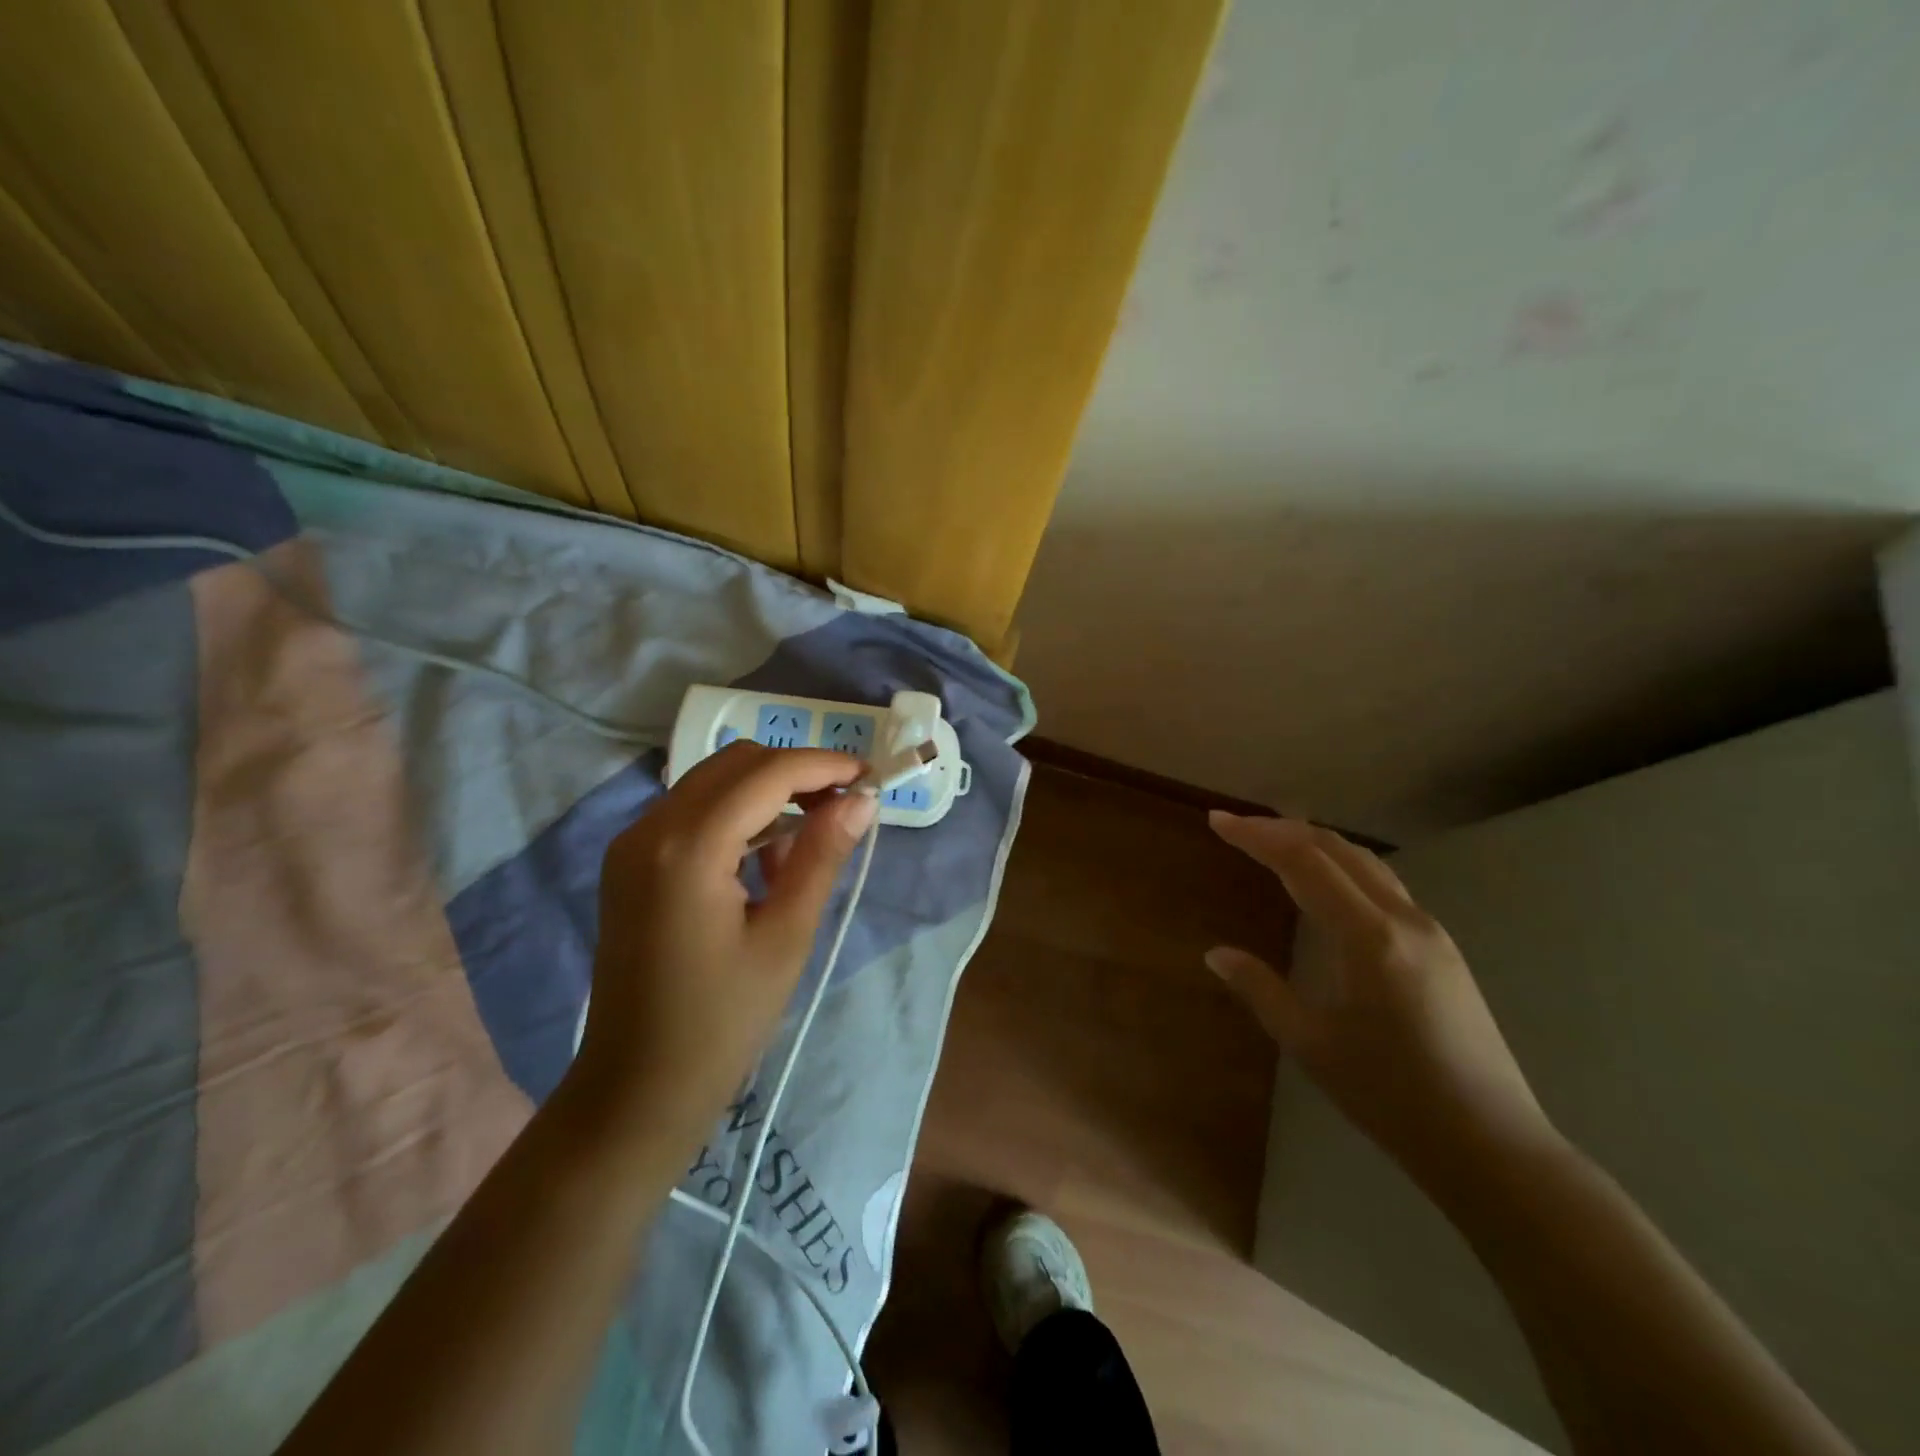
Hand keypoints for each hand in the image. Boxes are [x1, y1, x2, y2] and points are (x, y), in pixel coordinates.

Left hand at [571, 742, 875, 1153]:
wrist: (636, 1089)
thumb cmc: (722, 1022)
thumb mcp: (786, 936)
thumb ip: (822, 856)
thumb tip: (862, 799)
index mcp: (688, 848)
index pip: (766, 774)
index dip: (823, 765)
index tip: (869, 776)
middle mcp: (650, 828)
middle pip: (736, 763)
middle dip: (795, 771)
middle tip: (844, 804)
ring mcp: (632, 844)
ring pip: (713, 781)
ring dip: (767, 790)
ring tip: (813, 834)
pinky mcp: (630, 862)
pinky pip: (692, 811)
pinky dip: (737, 814)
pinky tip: (766, 857)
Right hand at [1206, 812, 1556, 1189]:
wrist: (1491, 1145)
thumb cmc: (1391, 1096)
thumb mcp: (1311, 1044)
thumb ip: (1260, 990)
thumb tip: (1216, 954)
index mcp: (1368, 938)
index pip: (1303, 863)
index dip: (1257, 836)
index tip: (1217, 822)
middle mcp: (1403, 920)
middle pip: (1336, 849)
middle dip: (1282, 829)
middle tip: (1237, 826)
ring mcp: (1430, 931)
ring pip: (1365, 862)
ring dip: (1315, 843)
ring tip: (1273, 842)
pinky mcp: (1443, 949)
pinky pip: (1384, 885)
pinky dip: (1342, 866)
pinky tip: (1324, 884)